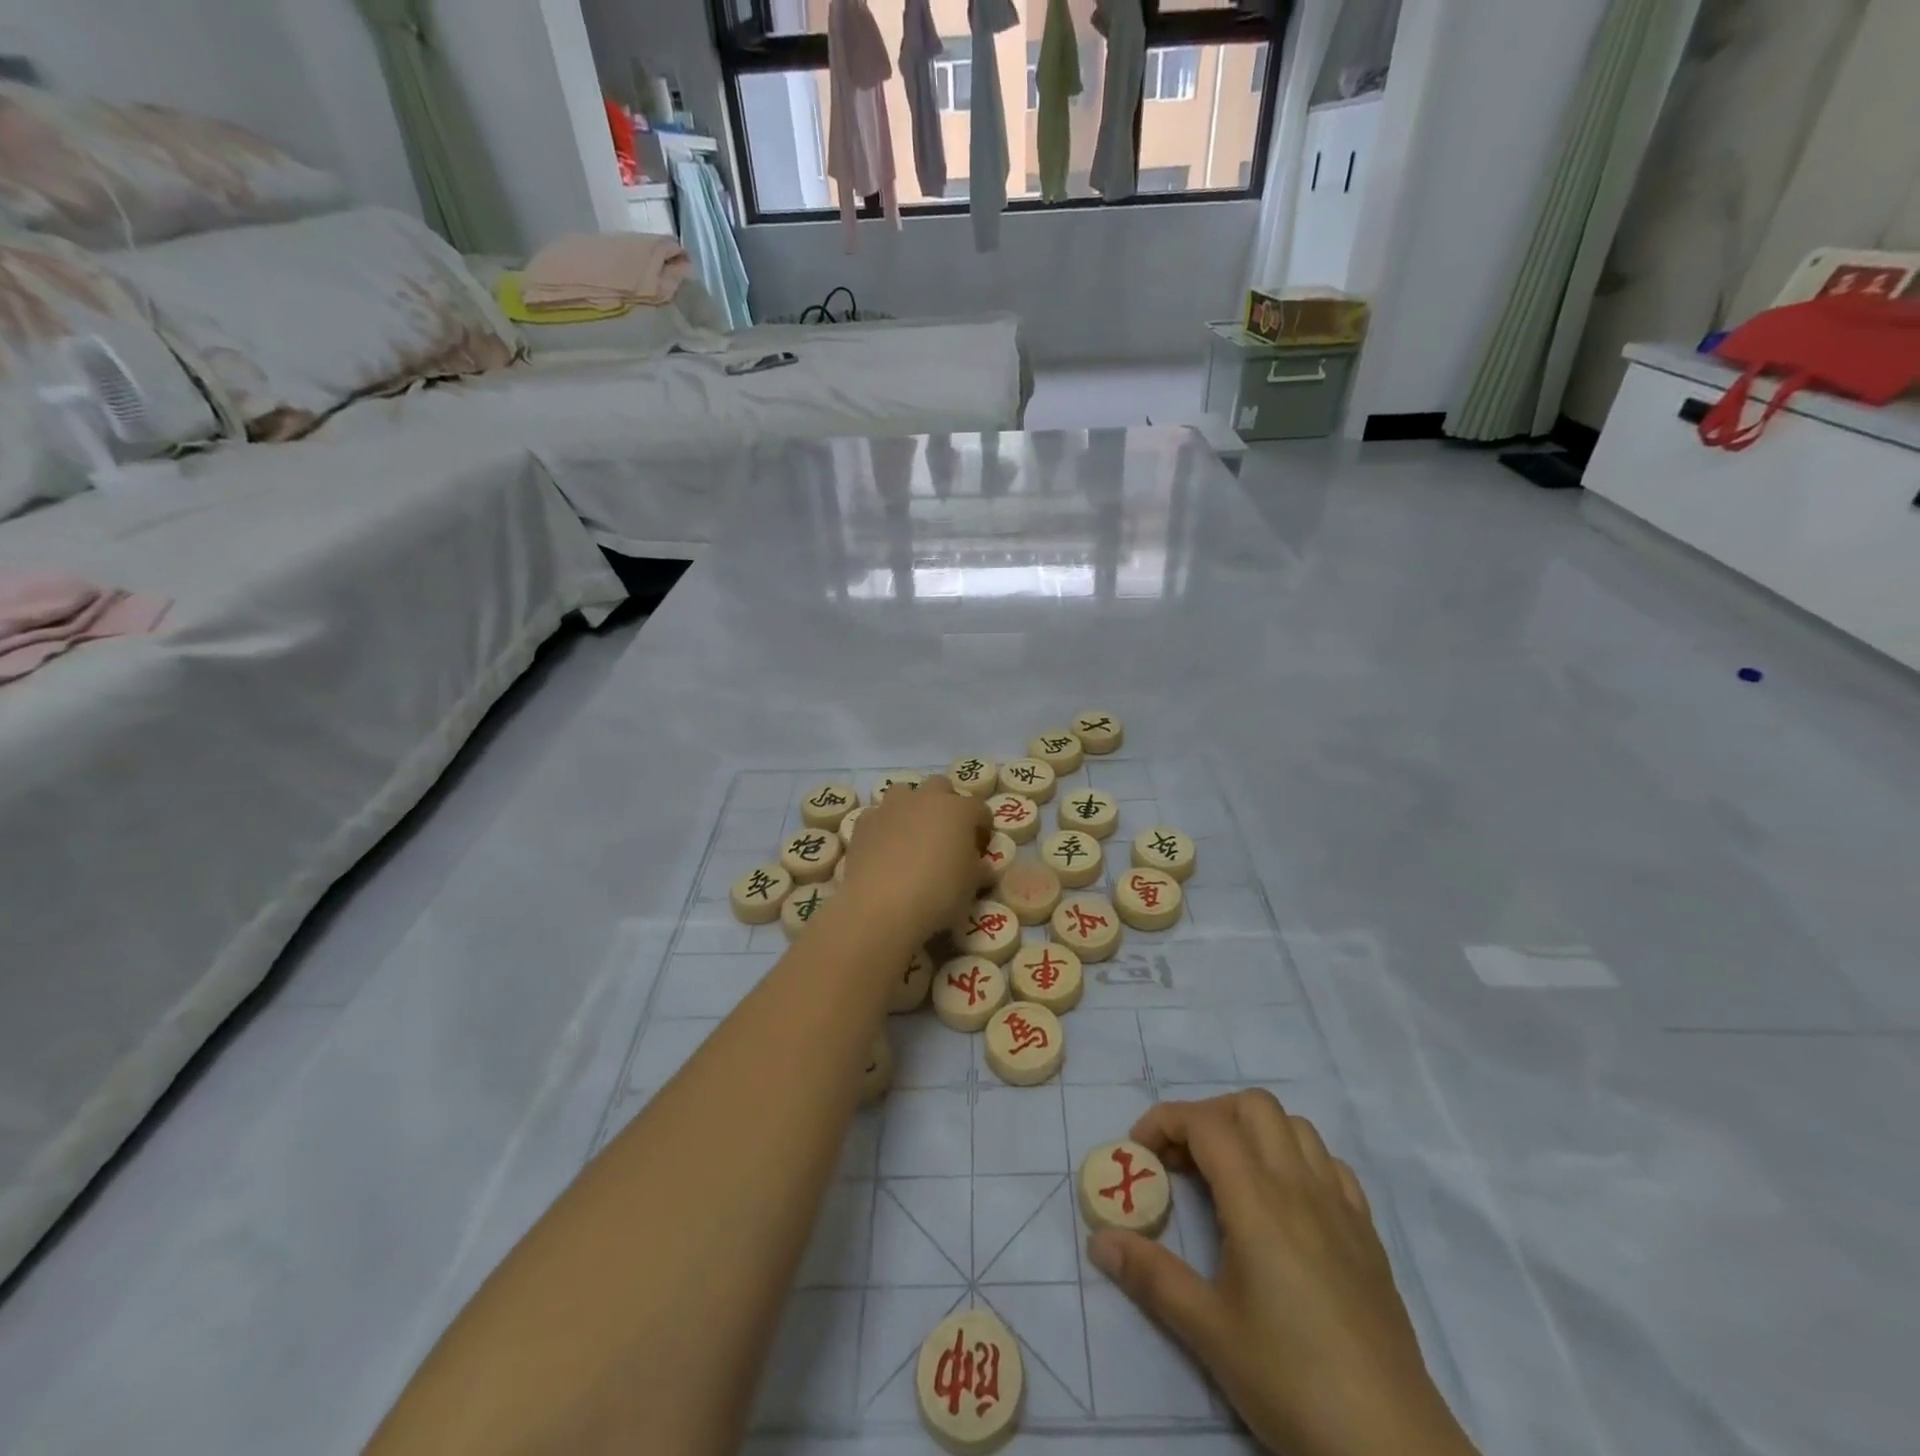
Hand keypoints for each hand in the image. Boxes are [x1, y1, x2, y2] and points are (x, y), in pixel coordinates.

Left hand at [839, 775, 988, 943]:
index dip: (982, 828)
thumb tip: (982, 867)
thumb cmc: (938, 895)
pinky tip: (883, 851)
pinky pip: (877, 816)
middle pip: (941, 787)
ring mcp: (891, 807)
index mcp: (959, 810)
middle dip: (946, 805)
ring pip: (904, 793)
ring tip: (911, 838)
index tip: (979, 850)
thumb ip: (979, 869)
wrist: (881, 906)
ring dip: (911, 808)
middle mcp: (925, 799)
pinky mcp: (863, 823)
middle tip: (946, 836)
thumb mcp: (971, 888)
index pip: (980, 809)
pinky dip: (883, 827)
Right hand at [1088, 1091, 1479, 1455]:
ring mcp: (1341, 1207)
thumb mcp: (1209, 1333)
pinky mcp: (1367, 1235)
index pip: (1206, 1123)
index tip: (1139, 1151)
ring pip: (1295, 1127)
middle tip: (1183, 1161)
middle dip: (1209, 1117)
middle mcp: (1301, 1187)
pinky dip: (1297, 1160)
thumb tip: (1099, 1241)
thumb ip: (1152, 1277)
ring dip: (1254, 1132)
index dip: (1165, 1121)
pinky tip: (1285, 1204)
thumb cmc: (1292, 1381)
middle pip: (1253, 1107)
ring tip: (1230, 1177)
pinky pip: (1330, 1165)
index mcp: (1259, 1201)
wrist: (1392, 1446)